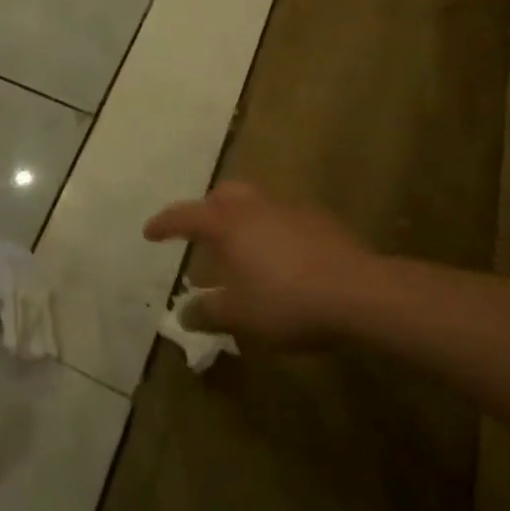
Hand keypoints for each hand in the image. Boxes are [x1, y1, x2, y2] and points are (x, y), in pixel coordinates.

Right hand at [145, 182, 370, 347]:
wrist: (359, 291)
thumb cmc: (288, 301)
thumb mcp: (241, 315)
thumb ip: (208, 312)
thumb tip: (182, 314)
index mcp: (228, 223)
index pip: (186, 216)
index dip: (165, 224)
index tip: (149, 232)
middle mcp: (254, 205)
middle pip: (222, 195)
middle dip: (207, 209)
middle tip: (202, 232)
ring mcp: (288, 207)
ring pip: (254, 201)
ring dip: (241, 217)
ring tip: (241, 245)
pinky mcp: (317, 218)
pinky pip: (281, 215)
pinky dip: (269, 228)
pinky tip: (280, 255)